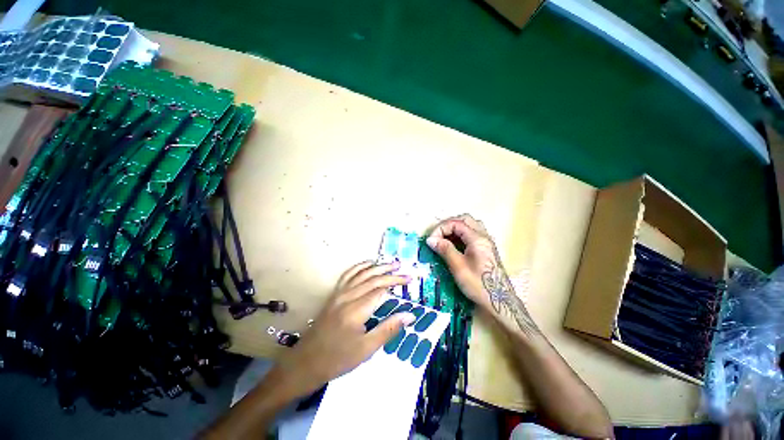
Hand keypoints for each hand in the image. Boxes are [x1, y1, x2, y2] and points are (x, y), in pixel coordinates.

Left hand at [273, 261, 415, 397]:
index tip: (409, 280)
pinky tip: (367, 264)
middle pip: (372, 279)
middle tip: (404, 270)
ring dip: (377, 266)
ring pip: (361, 274)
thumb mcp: (366, 349)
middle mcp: (348, 296)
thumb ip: (389, 329)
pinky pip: (348, 275)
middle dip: (390, 273)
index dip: (396, 282)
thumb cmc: (338, 359)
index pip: (381, 289)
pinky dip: (359, 267)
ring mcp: (339, 293)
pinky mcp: (334, 294)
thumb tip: (410, 315)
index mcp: (357, 310)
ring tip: (390, 263)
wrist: (307, 362)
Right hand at [425, 214, 503, 310]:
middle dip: (448, 225)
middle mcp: (483, 236)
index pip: (456, 223)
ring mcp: (486, 242)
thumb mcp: (458, 267)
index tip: (431, 241)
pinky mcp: (486, 249)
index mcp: (477, 239)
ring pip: (469, 225)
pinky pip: (472, 234)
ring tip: (445, 239)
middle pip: (464, 220)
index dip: (441, 229)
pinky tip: (454, 245)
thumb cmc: (478, 284)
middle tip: (438, 237)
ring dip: (455, 229)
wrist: (499, 301)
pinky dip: (461, 235)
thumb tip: (430, 240)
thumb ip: (445, 249)